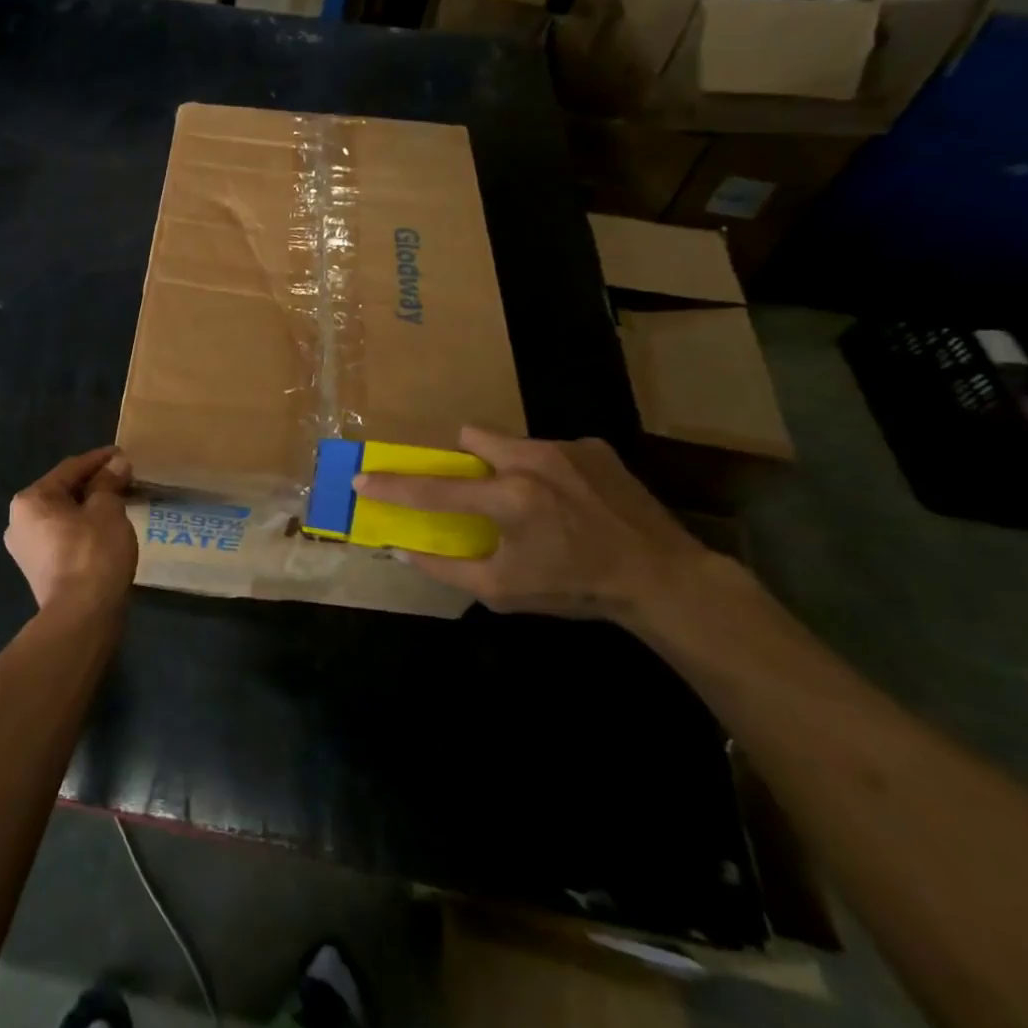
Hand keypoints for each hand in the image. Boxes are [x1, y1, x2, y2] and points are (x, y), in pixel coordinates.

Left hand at [5, 447, 137, 614]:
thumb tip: (116, 463)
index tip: (122, 454)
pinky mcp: (38, 572)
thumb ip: (109, 483)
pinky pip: (63, 538)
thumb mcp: (107, 510)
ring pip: (63, 517)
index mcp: (30, 500)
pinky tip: (105, 531)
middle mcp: (19, 521)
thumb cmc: (93, 553)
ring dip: (89, 508)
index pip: (70, 469)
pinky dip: (83, 530)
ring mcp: (26, 550)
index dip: (99, 459)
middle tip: (123, 479)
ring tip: (118, 504)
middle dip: (94, 485)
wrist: (81, 617)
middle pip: (63, 492)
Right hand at [353, 427, 725, 629]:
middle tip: (476, 489)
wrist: (664, 578)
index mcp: (509, 498)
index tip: (362, 478)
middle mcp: (532, 461)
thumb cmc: (576, 588)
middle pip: (471, 436)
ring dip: (506, 465)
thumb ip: (447, 568)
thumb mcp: (503, 591)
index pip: (434, 488)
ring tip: (533, 501)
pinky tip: (570, 501)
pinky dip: (546, 469)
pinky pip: (549, 448)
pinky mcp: (594, 447)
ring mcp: (566, 448)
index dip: (393, 486)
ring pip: (511, 441)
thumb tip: (403, 551)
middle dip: (463, 459)